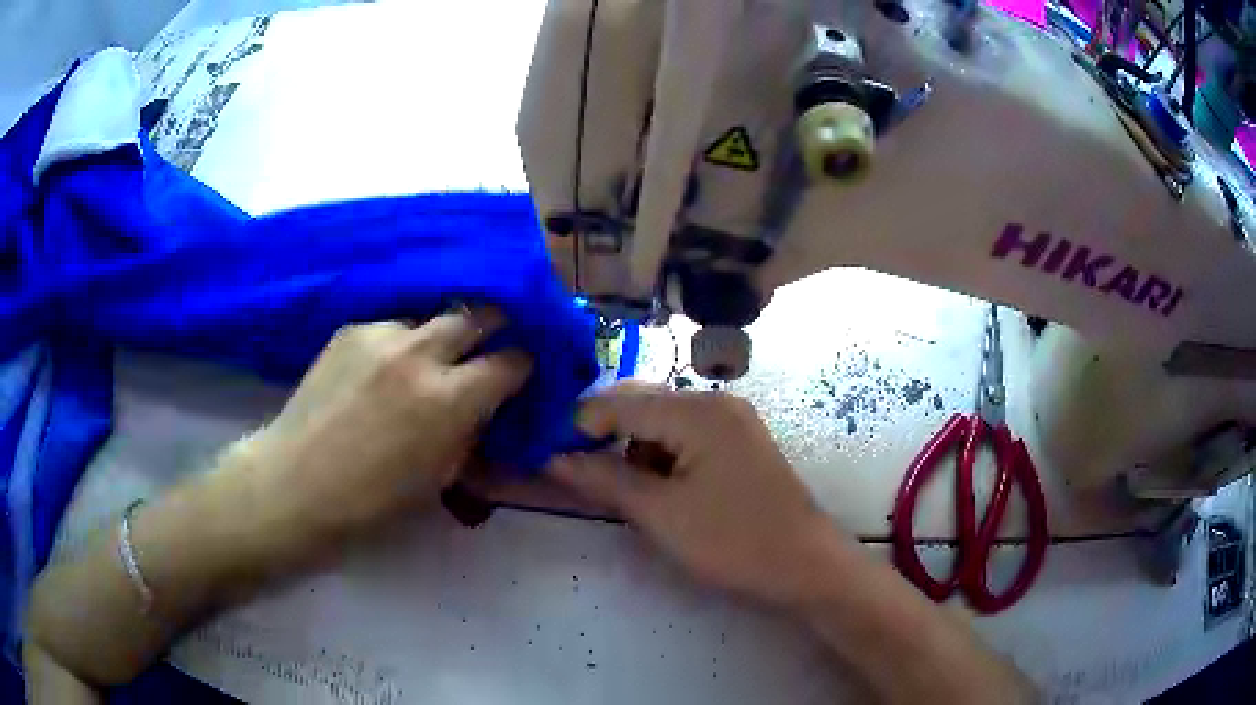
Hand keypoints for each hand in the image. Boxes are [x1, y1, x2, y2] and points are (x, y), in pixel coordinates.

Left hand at [242, 311, 532, 540]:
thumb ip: (469, 432)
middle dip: (494, 326)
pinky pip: (391, 328)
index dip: (524, 364)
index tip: (522, 370)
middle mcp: (421, 353)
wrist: (297, 483)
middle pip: (478, 314)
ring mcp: (381, 334)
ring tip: (423, 364)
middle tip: (490, 344)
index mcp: (450, 399)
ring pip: (430, 318)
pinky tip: (380, 372)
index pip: (511, 361)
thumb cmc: (373, 501)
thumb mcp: (440, 477)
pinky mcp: (350, 330)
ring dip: (439, 338)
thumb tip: (484, 406)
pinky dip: (398, 345)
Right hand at [548, 382, 842, 604]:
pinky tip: (659, 489)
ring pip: (661, 421)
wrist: (806, 566)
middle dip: (603, 434)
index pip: (618, 402)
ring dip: (633, 448)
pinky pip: (686, 436)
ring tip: (623, 490)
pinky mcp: (739, 443)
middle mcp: (715, 402)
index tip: (544, 452)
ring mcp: (732, 420)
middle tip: (573, 471)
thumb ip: (604, 479)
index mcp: (696, 411)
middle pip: (641, 404)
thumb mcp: (660, 514)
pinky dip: (661, 456)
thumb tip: (553, 458)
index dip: (577, 425)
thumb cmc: (733, 542)